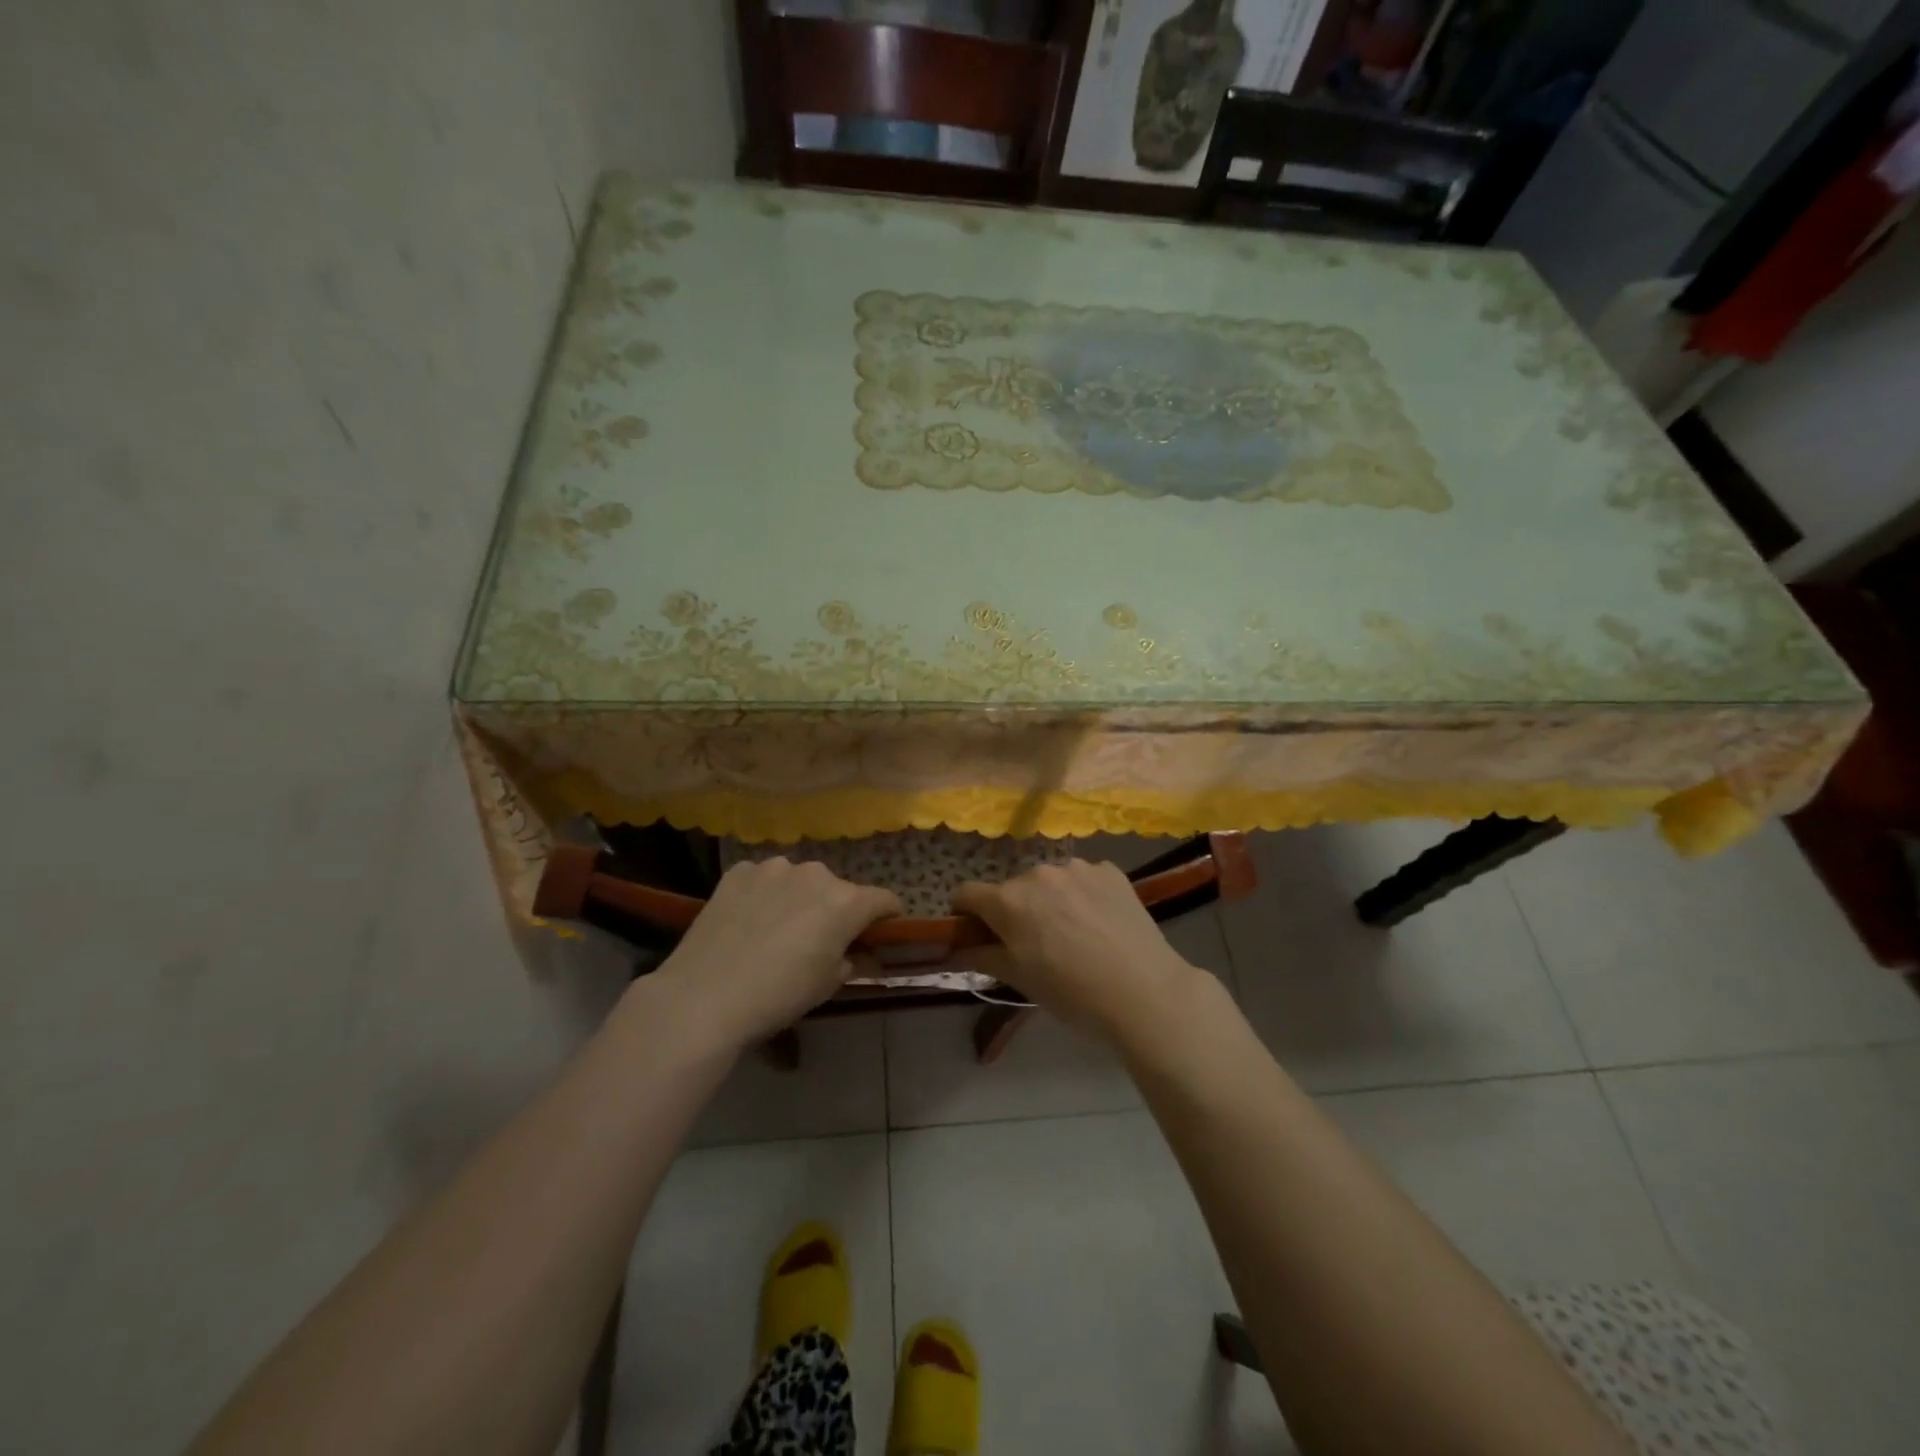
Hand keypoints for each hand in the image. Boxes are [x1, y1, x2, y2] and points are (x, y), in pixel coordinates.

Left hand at [649, 859, 901, 1048]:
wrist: (704, 996)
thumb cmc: (778, 996)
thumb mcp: (827, 986)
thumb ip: (849, 961)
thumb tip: (852, 954)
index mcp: (846, 902)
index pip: (884, 900)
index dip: (886, 917)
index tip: (879, 932)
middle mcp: (815, 874)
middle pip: (838, 889)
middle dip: (835, 909)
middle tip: (818, 940)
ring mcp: (774, 868)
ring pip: (798, 880)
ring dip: (798, 898)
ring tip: (776, 929)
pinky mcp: (739, 871)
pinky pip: (763, 879)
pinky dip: (763, 894)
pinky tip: (746, 921)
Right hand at [951, 859, 1206, 1043]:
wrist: (1144, 992)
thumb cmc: (1072, 993)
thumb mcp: (1020, 980)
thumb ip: (980, 957)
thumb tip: (952, 950)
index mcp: (1008, 900)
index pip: (966, 894)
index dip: (965, 915)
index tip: (977, 935)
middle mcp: (1037, 873)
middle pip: (1011, 889)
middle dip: (1013, 911)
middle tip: (1034, 945)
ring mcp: (1076, 867)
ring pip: (1049, 881)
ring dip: (1050, 900)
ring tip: (1073, 934)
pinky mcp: (1109, 870)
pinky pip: (1083, 878)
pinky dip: (1082, 895)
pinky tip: (1100, 924)